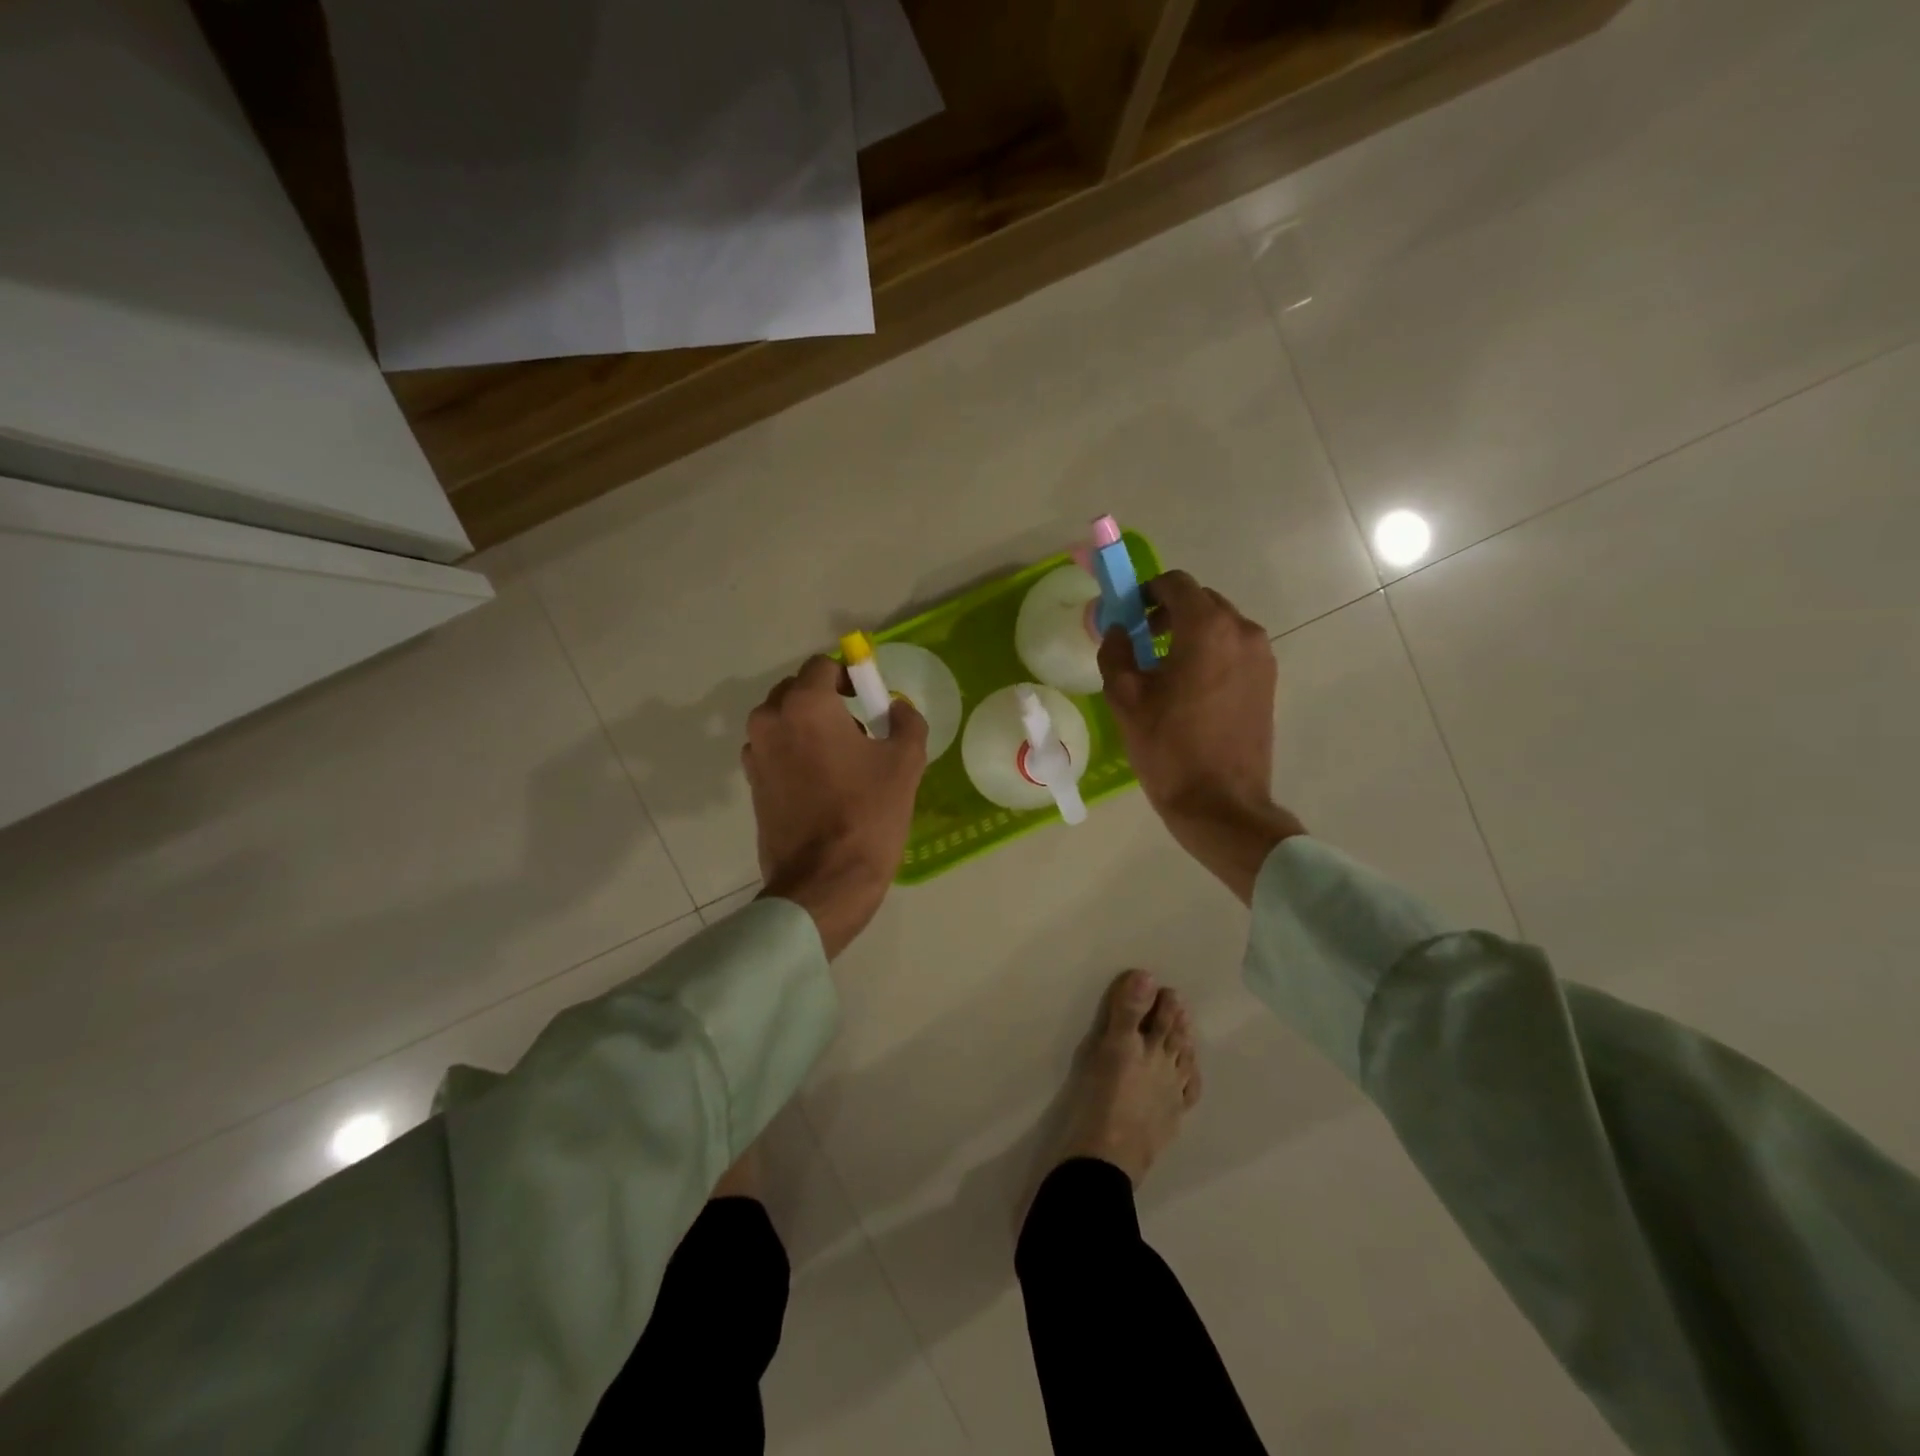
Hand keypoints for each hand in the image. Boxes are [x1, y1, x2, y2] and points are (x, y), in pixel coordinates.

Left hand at [744, 656, 927, 957]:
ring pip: (783, 721)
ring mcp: (755, 754)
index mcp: (805, 706)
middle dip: (826, 700)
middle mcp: (771, 720)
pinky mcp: (752, 784)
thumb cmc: (867, 815)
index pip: (822, 666)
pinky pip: (774, 750)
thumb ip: (906, 721)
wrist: (824, 882)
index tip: (870, 700)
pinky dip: (794, 753)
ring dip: (808, 727)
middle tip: (859, 728)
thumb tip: (896, 708)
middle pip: (797, 690)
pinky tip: (821, 783)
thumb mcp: (905, 763)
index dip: (849, 677)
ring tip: (840, 759)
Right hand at [1099, 571, 1304, 902]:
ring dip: (1190, 633)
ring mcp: (1261, 657)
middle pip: (1201, 601)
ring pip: (1220, 626)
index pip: (1176, 584)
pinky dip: (1211, 653)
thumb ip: (1115, 652)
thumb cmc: (1168, 749)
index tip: (1127, 615)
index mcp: (1207, 628)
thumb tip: (1117, 630)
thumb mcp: (1125, 699)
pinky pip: (1235, 650)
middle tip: (1140, 642)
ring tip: (1164, 669)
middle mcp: (1242, 632)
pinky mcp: (1268, 682)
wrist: (1220, 803)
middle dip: (1168, 612)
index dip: (1146, 592)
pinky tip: (1190, 689)